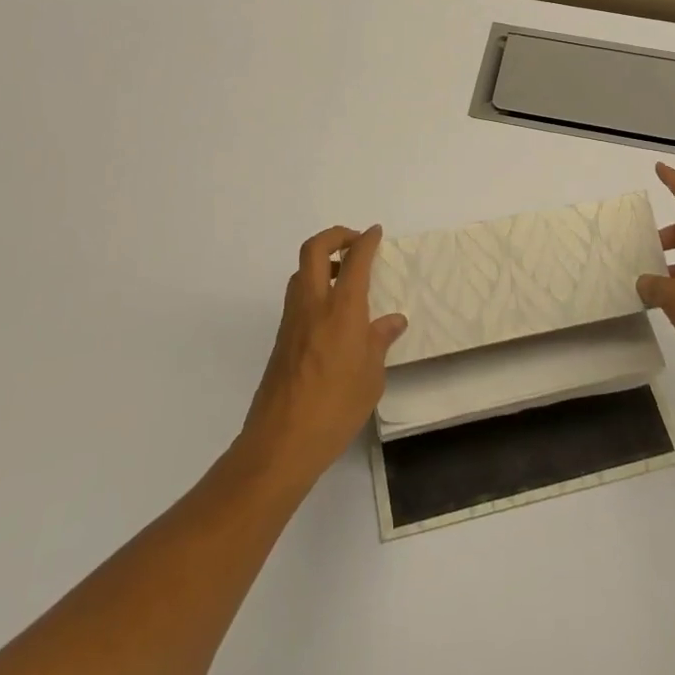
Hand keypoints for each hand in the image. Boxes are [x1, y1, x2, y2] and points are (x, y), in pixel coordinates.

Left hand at [239, 225, 406, 487]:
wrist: (281, 442)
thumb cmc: (336, 407)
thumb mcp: (371, 377)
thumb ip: (380, 342)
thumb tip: (393, 321)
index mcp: (342, 308)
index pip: (355, 259)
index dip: (366, 240)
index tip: (376, 233)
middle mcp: (313, 304)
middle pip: (315, 249)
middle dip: (335, 236)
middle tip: (355, 243)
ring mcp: (292, 319)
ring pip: (300, 270)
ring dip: (321, 261)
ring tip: (345, 277)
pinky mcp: (281, 338)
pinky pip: (297, 296)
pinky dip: (313, 287)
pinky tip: (332, 313)